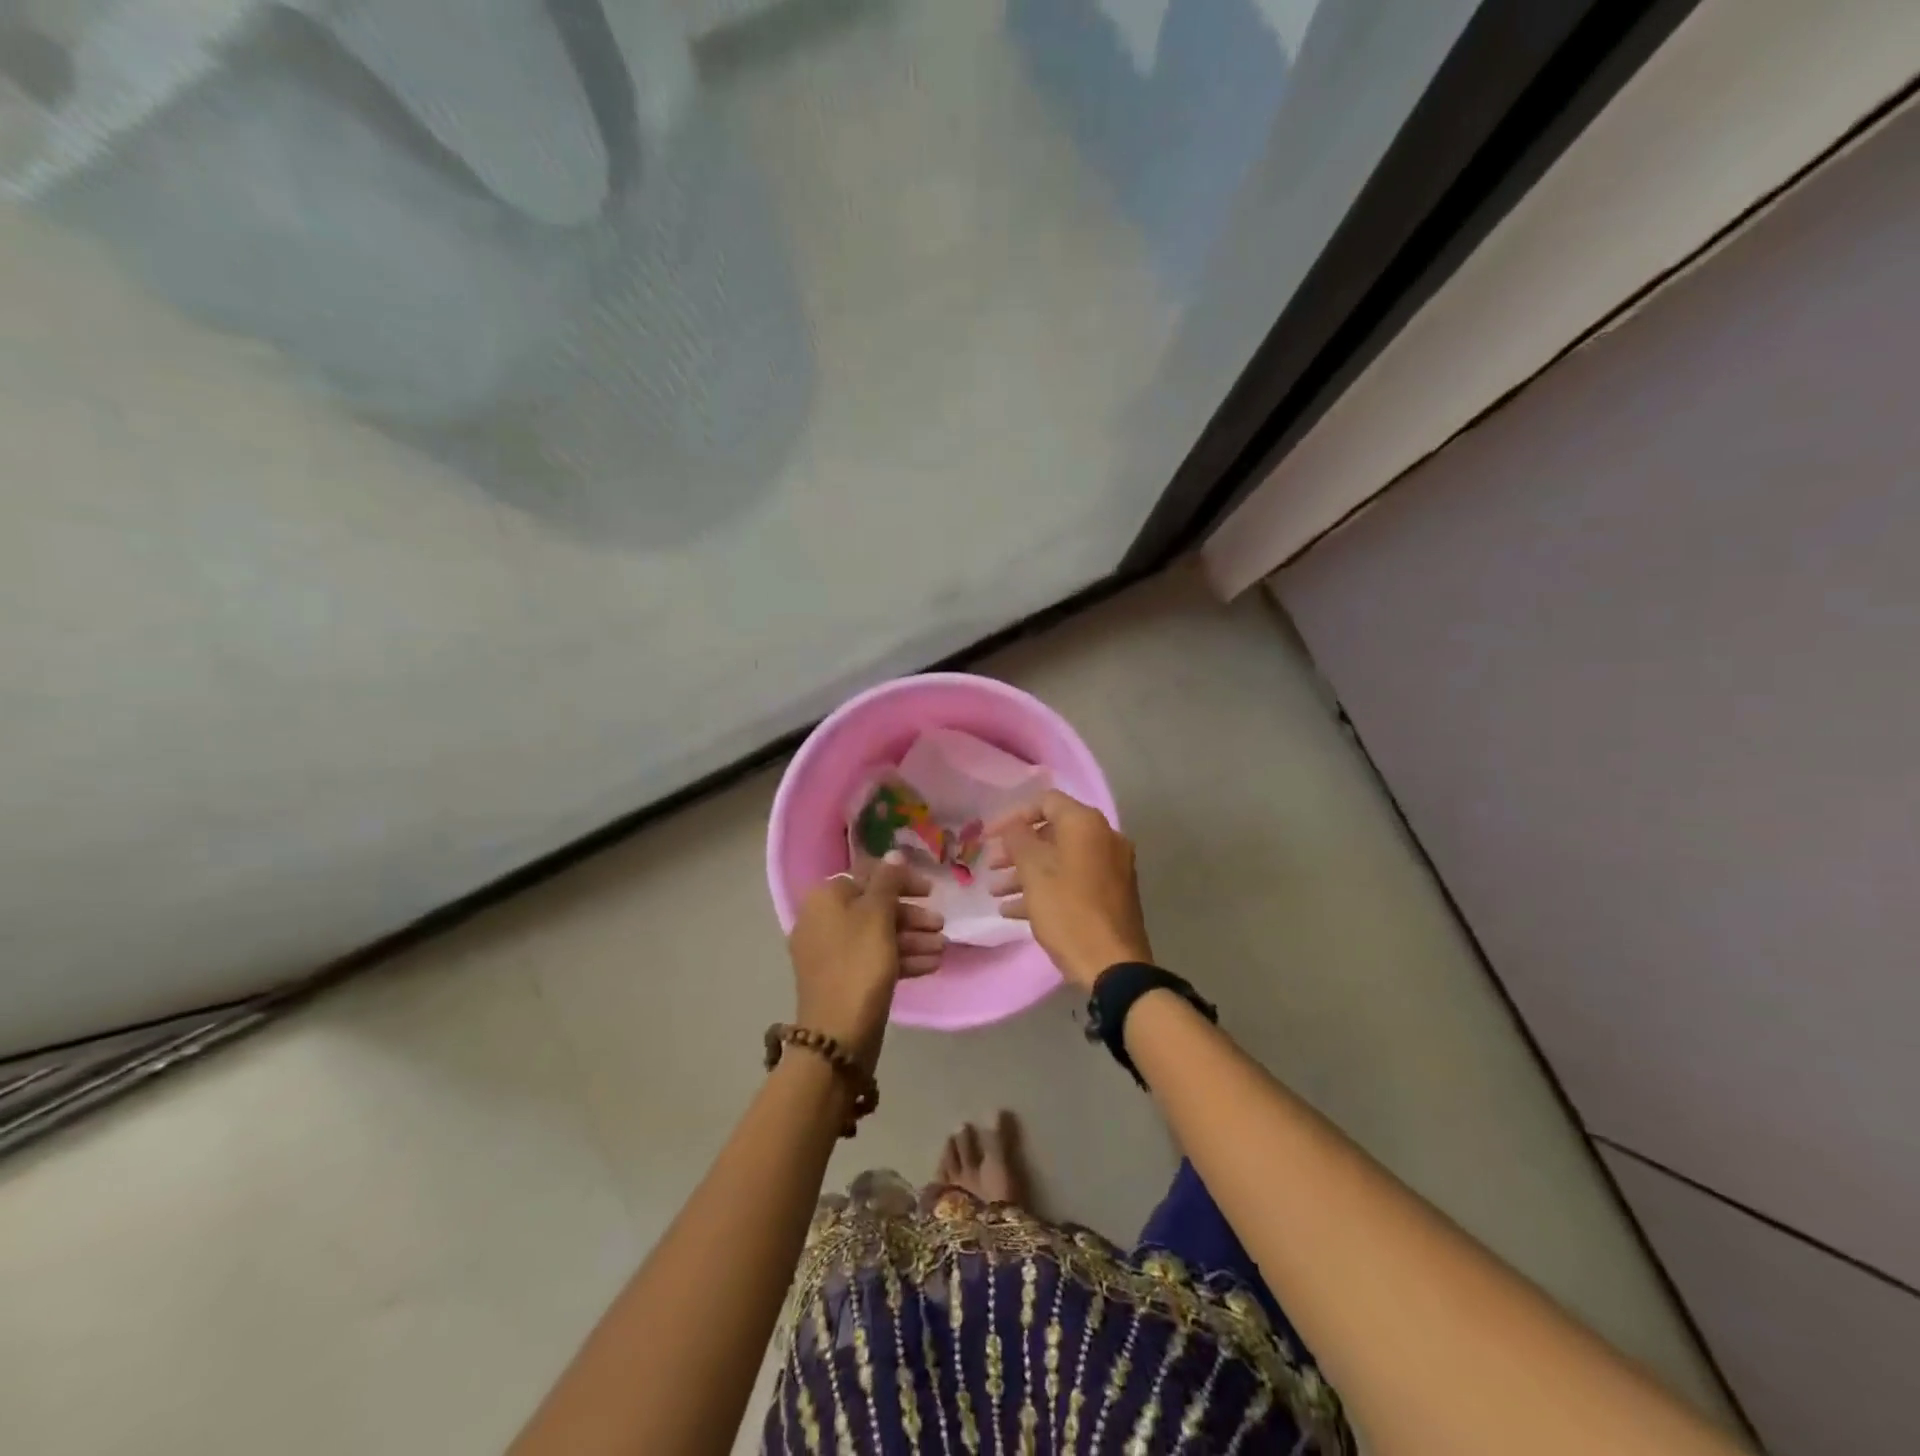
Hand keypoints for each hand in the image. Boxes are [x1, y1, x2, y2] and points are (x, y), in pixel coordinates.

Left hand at [787, 853, 942, 1071]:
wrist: (838, 1036)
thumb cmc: (858, 965)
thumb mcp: (877, 916)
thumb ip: (888, 881)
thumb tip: (894, 853)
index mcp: (825, 899)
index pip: (867, 875)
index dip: (901, 880)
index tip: (930, 891)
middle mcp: (824, 921)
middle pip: (875, 906)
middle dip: (911, 915)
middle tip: (940, 924)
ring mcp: (833, 952)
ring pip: (878, 934)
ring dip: (912, 938)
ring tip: (941, 948)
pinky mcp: (845, 979)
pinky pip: (876, 958)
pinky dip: (902, 958)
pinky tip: (932, 964)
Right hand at [987, 790, 1152, 991]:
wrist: (1113, 965)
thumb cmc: (1068, 911)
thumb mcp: (1034, 872)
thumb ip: (1018, 839)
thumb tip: (1014, 826)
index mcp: (1086, 824)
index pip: (1045, 802)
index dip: (1013, 816)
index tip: (989, 837)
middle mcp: (1104, 838)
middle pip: (1052, 832)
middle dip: (1017, 849)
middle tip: (991, 866)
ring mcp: (1111, 868)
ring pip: (1061, 860)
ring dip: (1026, 872)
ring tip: (997, 892)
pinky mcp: (1111, 894)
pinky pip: (1073, 881)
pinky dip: (1046, 889)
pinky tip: (1014, 911)